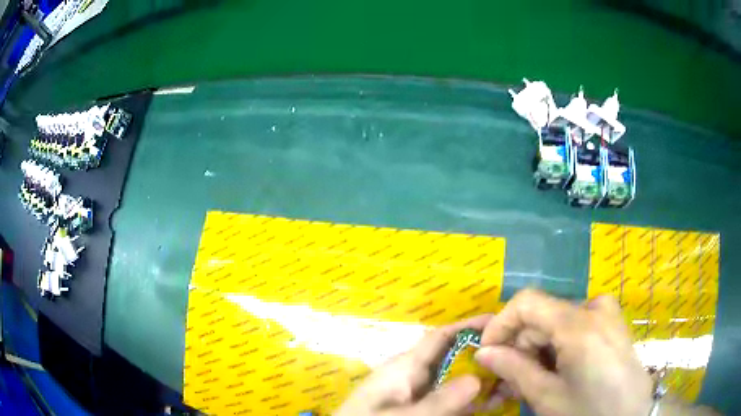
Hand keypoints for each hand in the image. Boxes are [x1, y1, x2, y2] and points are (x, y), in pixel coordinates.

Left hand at [334, 315, 507, 415]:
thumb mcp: (401, 414)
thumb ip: (437, 401)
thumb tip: (477, 379)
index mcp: (404, 367)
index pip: (439, 338)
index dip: (467, 326)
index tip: (499, 321)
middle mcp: (413, 376)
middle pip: (454, 359)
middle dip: (483, 357)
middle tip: (516, 357)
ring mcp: (418, 394)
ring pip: (456, 381)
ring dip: (481, 381)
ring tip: (512, 381)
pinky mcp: (421, 408)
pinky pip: (450, 400)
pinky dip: (471, 400)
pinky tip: (493, 401)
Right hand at [474, 289, 653, 415]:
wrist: (632, 414)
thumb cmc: (590, 410)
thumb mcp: (548, 397)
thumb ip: (514, 370)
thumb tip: (484, 353)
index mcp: (579, 324)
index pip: (527, 302)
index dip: (501, 324)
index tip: (487, 351)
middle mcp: (594, 307)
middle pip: (542, 316)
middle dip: (519, 346)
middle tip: (507, 380)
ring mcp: (606, 312)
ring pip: (556, 323)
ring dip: (536, 350)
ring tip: (528, 381)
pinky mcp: (611, 322)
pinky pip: (574, 326)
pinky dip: (556, 347)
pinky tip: (553, 371)